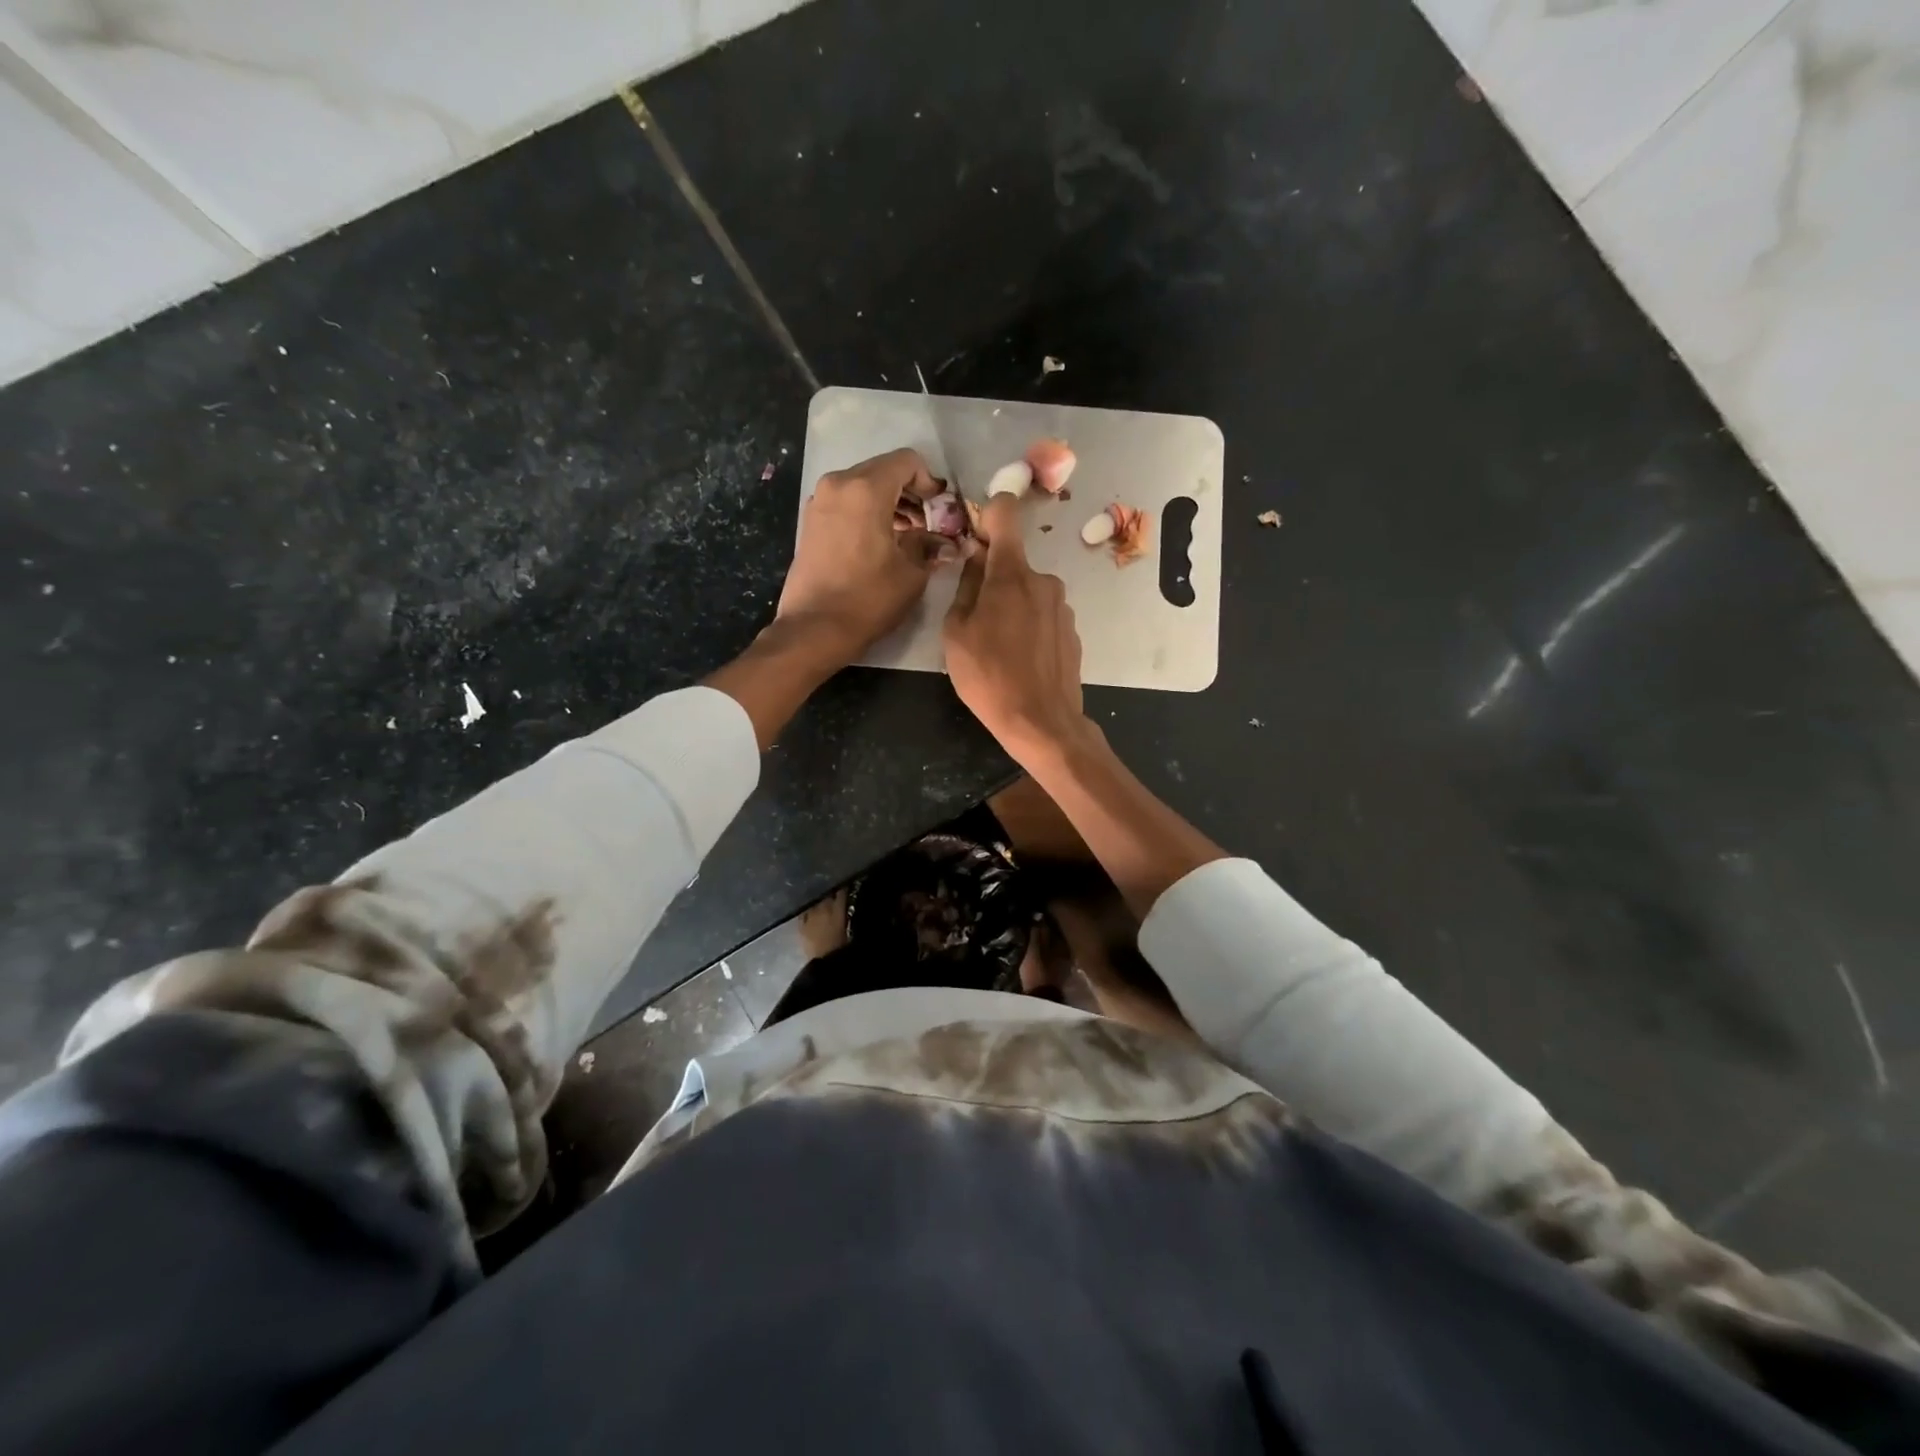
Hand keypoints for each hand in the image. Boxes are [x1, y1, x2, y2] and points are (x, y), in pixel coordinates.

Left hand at [777, 448, 944, 661]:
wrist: (814, 629)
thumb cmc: (868, 599)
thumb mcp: (911, 573)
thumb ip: (931, 546)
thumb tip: (949, 542)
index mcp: (865, 489)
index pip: (906, 461)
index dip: (929, 481)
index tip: (940, 508)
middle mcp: (838, 484)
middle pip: (883, 471)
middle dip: (909, 492)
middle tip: (928, 522)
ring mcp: (819, 501)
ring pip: (863, 486)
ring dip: (889, 502)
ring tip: (908, 535)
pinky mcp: (811, 522)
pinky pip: (846, 503)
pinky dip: (867, 512)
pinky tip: (881, 542)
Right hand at [943, 494, 1090, 765]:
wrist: (1041, 722)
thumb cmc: (988, 676)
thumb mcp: (956, 632)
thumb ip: (966, 586)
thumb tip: (975, 558)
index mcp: (1012, 573)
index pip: (1006, 513)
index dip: (988, 515)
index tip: (975, 536)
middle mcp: (1044, 580)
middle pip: (1013, 563)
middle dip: (993, 578)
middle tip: (975, 618)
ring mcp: (1062, 607)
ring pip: (1028, 592)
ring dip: (1011, 606)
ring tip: (998, 647)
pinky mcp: (1072, 631)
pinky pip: (1043, 615)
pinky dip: (1029, 626)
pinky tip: (1020, 659)